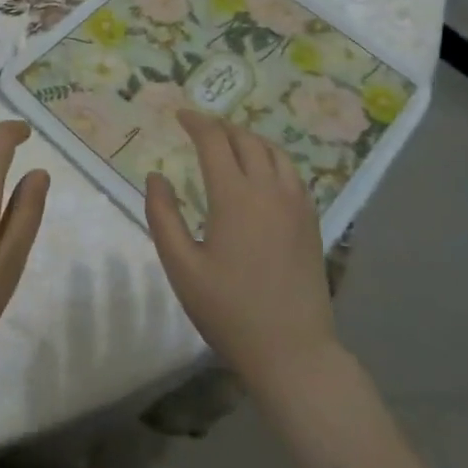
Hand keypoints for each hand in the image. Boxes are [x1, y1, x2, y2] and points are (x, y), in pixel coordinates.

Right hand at [146, 112, 340, 395]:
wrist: (293, 351)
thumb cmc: (229, 311)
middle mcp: (268, 189)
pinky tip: (262, 172)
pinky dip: (272, 158)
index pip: (214, 140)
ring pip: (273, 151)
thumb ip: (163, 216)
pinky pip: (292, 172)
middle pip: (245, 139)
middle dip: (221, 127)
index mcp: (234, 196)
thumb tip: (156, 177)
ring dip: (249, 139)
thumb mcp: (182, 268)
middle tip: (201, 129)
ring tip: (231, 143)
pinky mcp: (312, 220)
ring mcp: (296, 203)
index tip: (180, 115)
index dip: (196, 122)